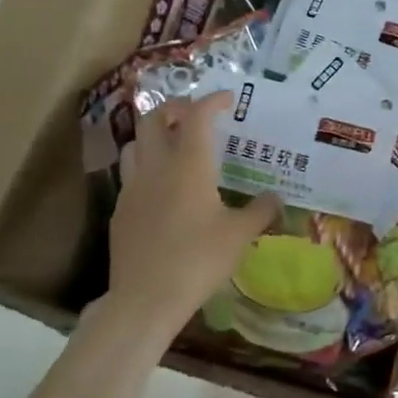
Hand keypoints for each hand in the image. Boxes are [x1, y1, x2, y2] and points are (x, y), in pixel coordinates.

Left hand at [100, 93, 281, 339]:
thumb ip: (260, 211)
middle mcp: (157, 167)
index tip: (228, 100)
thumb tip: (277, 197)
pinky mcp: (120, 211)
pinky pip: (131, 175)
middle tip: (195, 115)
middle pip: (155, 119)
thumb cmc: (198, 260)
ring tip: (174, 145)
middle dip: (175, 109)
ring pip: (135, 144)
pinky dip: (146, 167)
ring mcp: (133, 188)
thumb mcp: (240, 236)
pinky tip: (161, 188)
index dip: (212, 101)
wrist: (145, 298)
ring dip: (155, 135)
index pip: (197, 117)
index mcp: (189, 166)